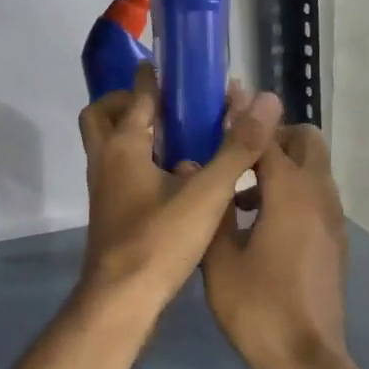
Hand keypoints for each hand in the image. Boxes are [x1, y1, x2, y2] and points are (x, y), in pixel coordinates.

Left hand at [76, 65, 281, 321]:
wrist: (121, 299)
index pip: (138, 94)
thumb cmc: (159, 240)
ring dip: (135, 132)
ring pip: (108, 144)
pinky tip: (176, 177)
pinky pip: (118, 169)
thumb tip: (266, 101)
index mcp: (123, 145)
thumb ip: (236, 148)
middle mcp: (104, 159)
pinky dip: (139, 160)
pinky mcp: (110, 209)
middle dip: (129, 101)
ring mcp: (102, 187)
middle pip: (103, 114)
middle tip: (167, 106)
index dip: (157, 76)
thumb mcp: (207, 193)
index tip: (180, 68)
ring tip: (180, 137)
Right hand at [201, 123, 368, 368]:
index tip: (222, 99)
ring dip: (281, 165)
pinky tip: (256, 222)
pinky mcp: (333, 241)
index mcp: (290, 192)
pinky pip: (314, 197)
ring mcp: (331, 220)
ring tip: (238, 191)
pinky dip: (290, 191)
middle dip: (273, 135)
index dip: (243, 116)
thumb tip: (198, 170)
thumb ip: (212, 205)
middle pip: (306, 141)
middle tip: (236, 150)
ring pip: (313, 169)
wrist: (305, 361)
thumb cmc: (256, 307)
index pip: (267, 135)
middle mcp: (318, 196)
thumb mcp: (218, 256)